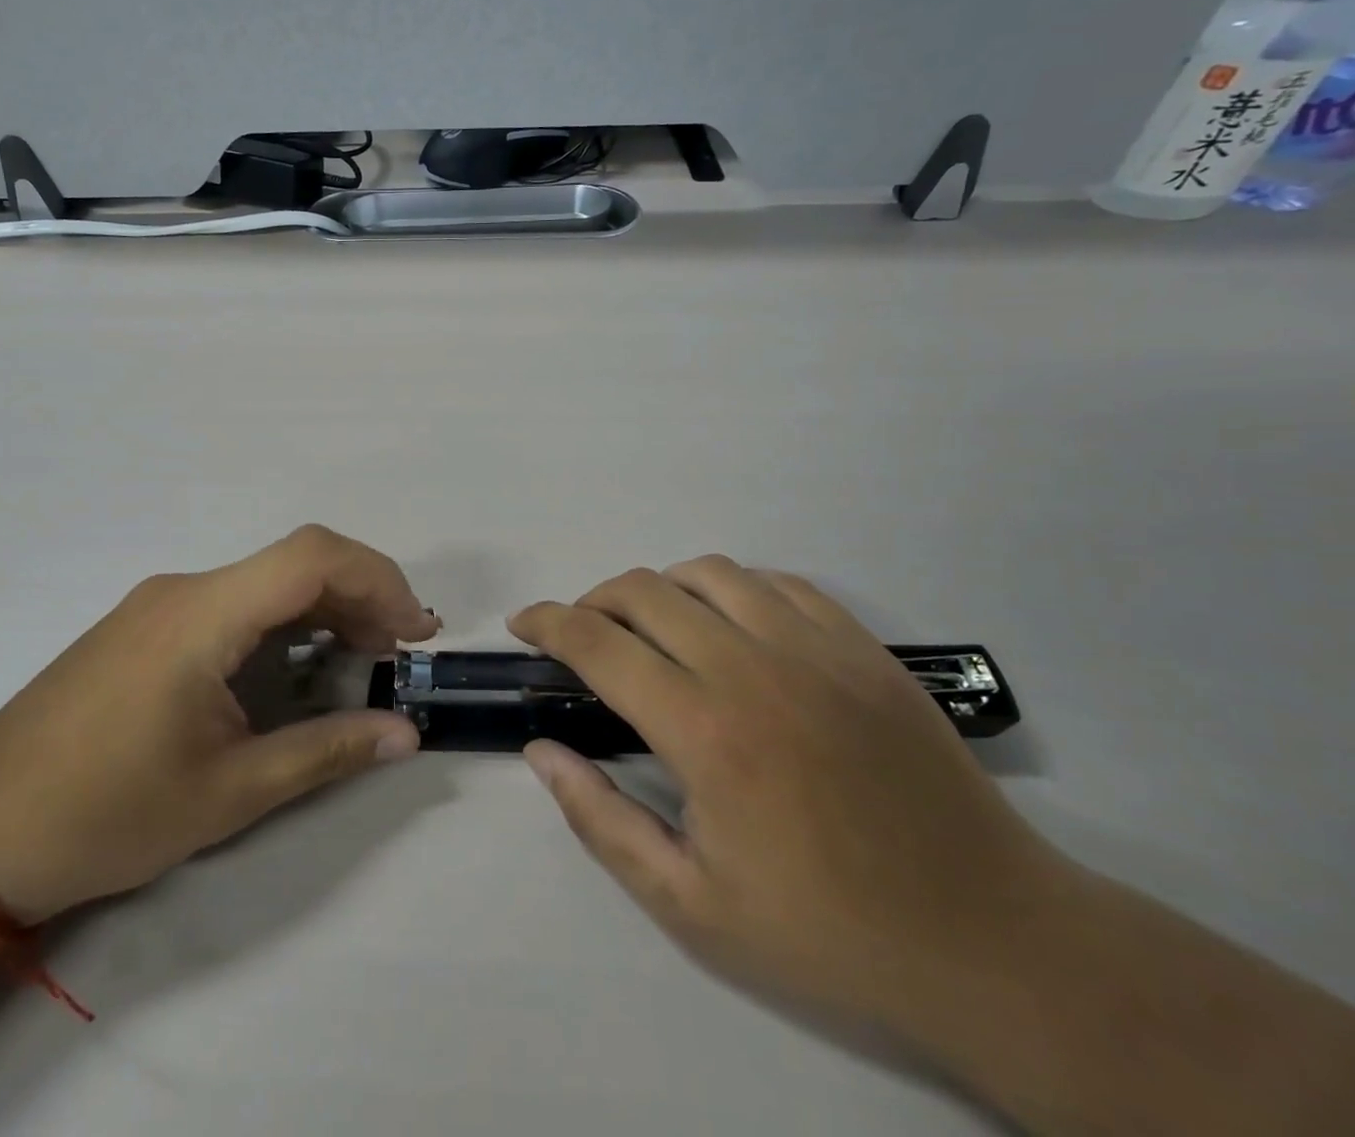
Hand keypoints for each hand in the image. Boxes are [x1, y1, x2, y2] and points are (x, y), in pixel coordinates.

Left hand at [0, 526, 438, 923]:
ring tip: (365, 659)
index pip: (311, 556)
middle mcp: (184, 589)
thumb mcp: (229, 792)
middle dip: (360, 597)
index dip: (377, 579)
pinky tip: (300, 665)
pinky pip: (234, 603)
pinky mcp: (149, 625)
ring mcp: (161, 603)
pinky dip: (283, 623)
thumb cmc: (106, 813)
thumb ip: (325, 752)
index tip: (414, 632)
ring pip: (265, 581)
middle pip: (294, 562)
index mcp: (202, 615)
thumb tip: (407, 736)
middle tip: (402, 653)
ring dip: (324, 609)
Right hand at [510, 557, 1082, 1050]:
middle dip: (593, 601)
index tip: (522, 624)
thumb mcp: (692, 906)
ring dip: (660, 589)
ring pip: (708, 572)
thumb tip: (540, 752)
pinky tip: (731, 625)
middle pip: (643, 591)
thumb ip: (602, 820)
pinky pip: (778, 583)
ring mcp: (816, 649)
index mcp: (704, 730)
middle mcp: (752, 667)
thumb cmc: (829, 934)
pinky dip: (732, 589)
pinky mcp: (863, 649)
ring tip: (652, 628)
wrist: (994, 945)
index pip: (597, 642)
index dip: (547, 622)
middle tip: (582, 637)